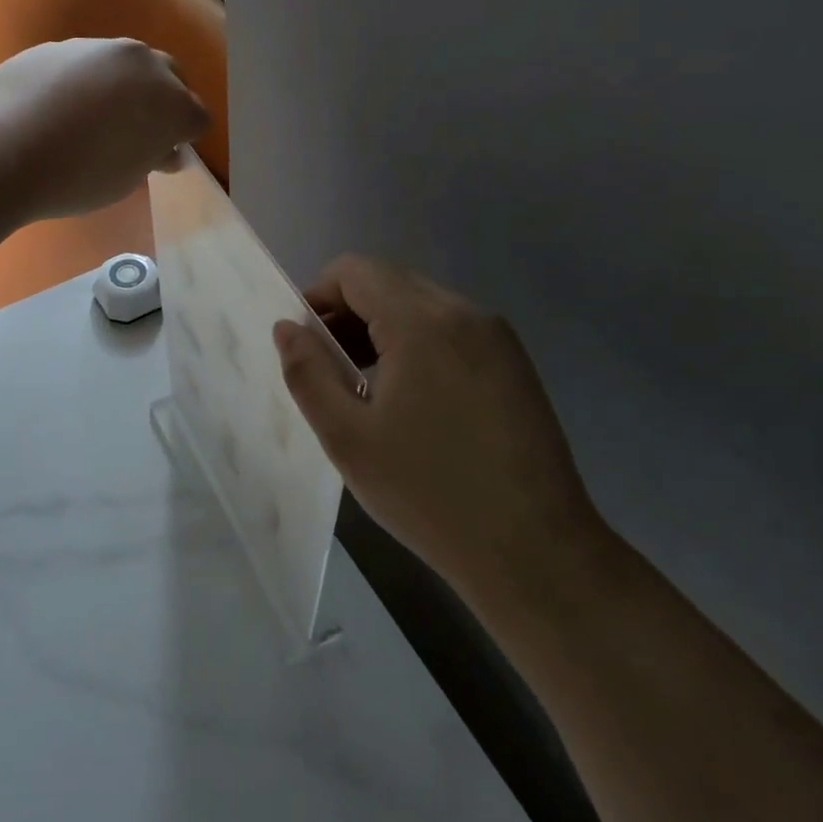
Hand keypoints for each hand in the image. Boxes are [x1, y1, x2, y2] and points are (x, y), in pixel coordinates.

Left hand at [0, 38, 209, 221]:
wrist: (2, 149)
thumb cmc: (76, 178)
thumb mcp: (125, 180)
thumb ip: (152, 158)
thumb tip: (164, 150)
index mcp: (172, 104)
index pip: (196, 118)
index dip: (183, 139)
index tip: (163, 157)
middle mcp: (144, 65)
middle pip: (171, 78)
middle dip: (162, 102)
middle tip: (137, 132)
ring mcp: (100, 48)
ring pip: (127, 65)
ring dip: (124, 86)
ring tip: (95, 118)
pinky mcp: (61, 45)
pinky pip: (87, 63)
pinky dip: (85, 81)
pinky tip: (59, 107)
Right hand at [272, 255, 604, 616]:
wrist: (535, 551)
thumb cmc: (428, 493)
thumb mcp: (347, 437)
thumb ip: (307, 373)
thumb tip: (287, 327)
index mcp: (422, 322)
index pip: (355, 270)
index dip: (318, 295)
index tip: (304, 343)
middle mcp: (464, 313)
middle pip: (388, 282)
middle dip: (347, 313)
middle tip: (327, 370)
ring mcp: (496, 337)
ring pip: (420, 305)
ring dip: (380, 329)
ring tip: (364, 388)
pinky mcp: (514, 363)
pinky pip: (450, 330)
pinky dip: (416, 344)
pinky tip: (411, 401)